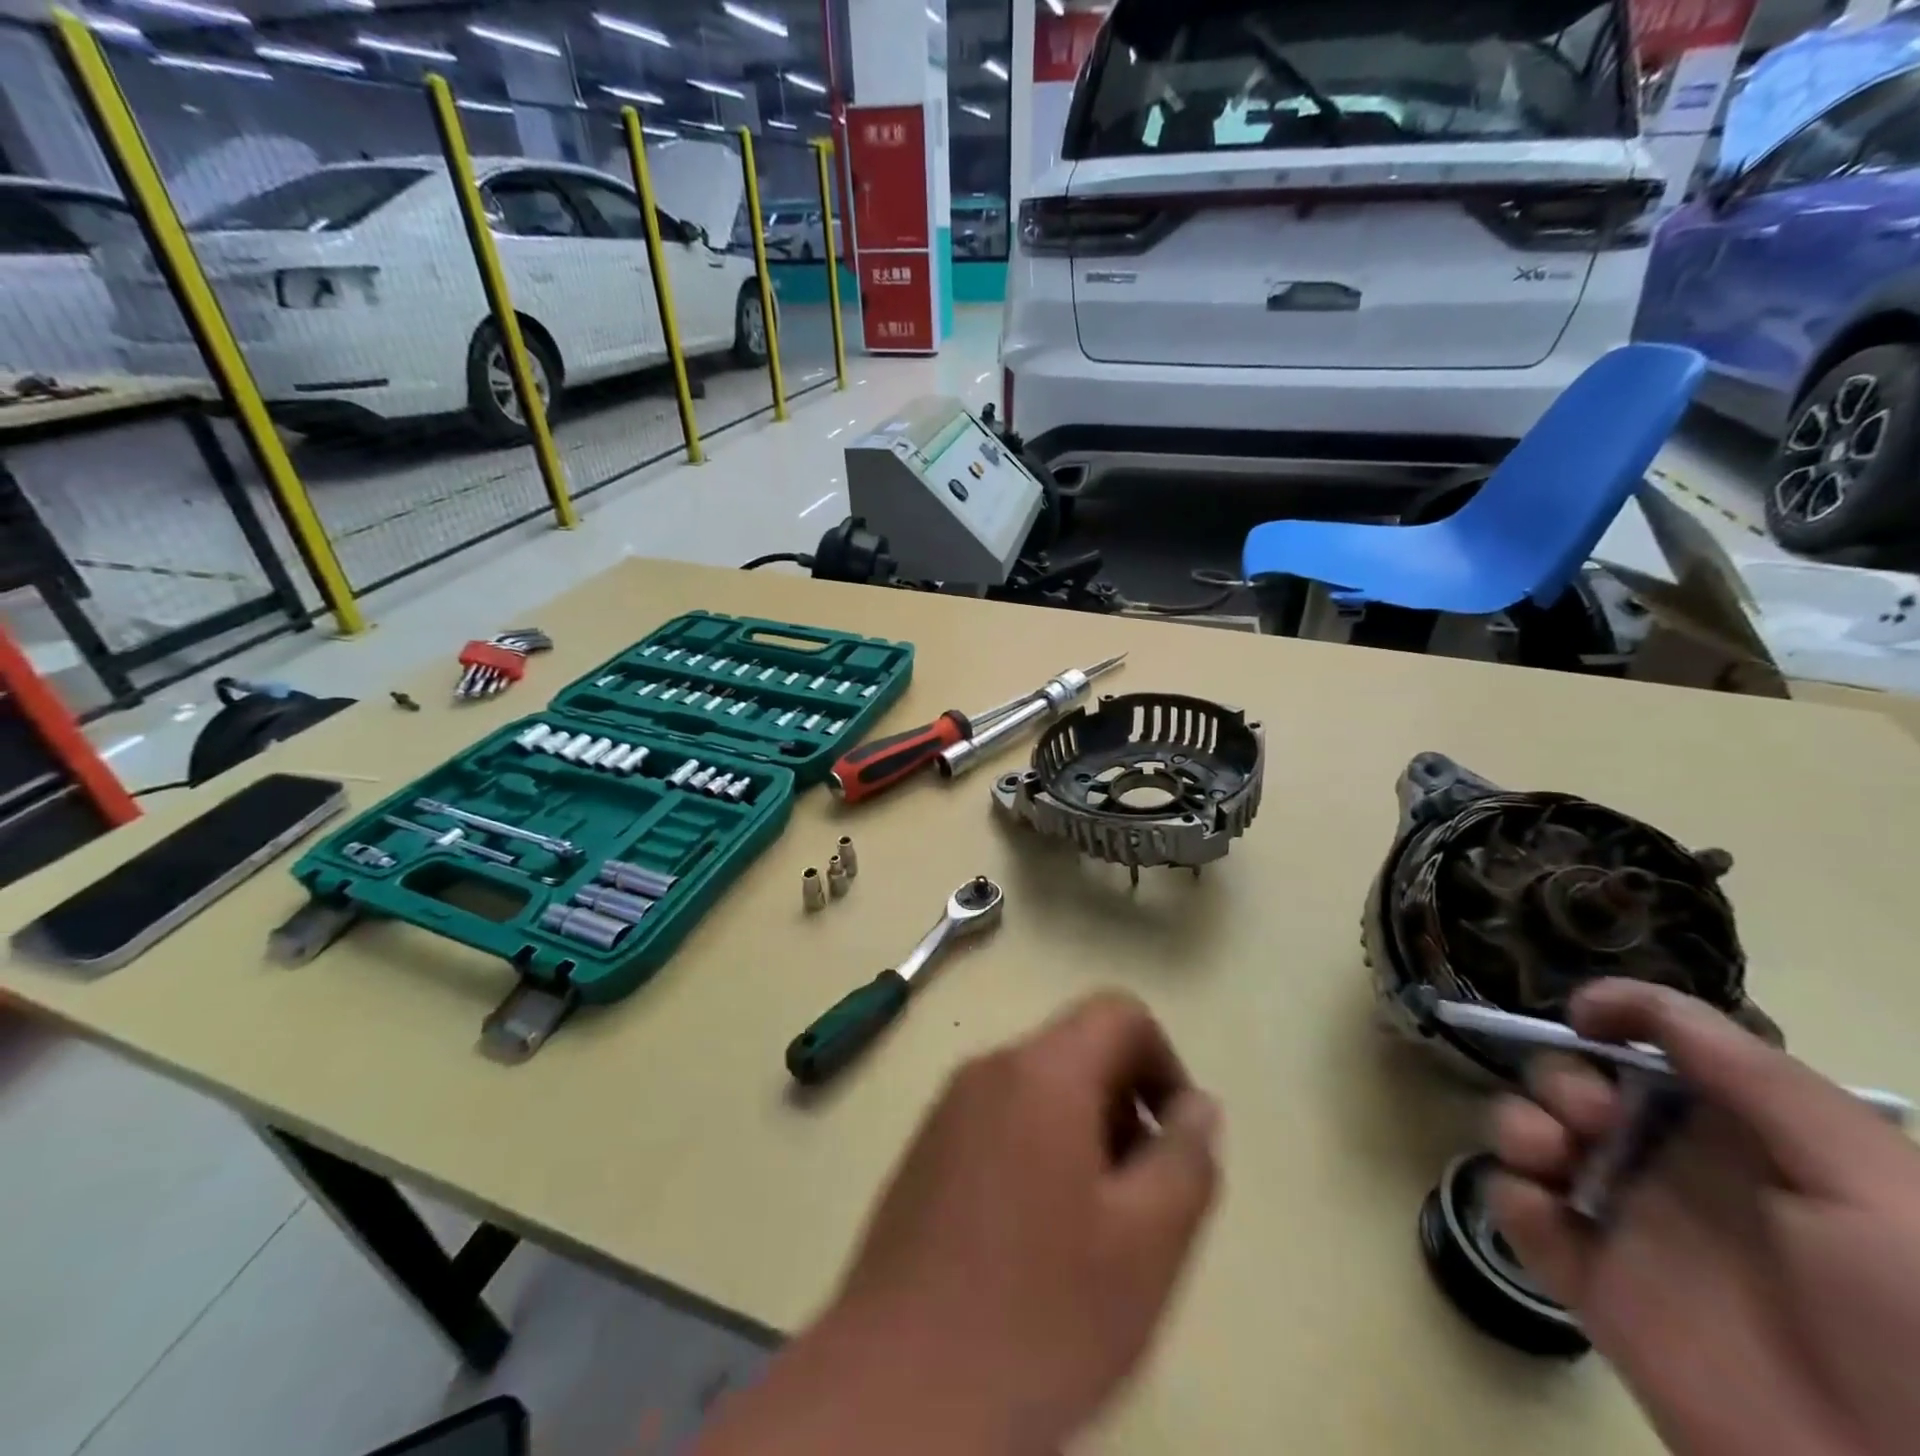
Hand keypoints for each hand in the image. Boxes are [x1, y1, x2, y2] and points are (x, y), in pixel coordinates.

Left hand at [693, 993, 1220, 1455]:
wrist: (896, 1393)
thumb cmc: (1039, 1313)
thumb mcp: (1146, 1245)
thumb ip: (1186, 1159)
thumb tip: (1197, 1106)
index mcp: (1040, 1071)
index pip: (1118, 1012)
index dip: (1164, 1063)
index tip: (1173, 1143)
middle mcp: (987, 1070)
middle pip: (1078, 1050)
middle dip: (1124, 1109)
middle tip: (1140, 1203)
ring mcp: (946, 1110)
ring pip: (1039, 1091)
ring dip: (1083, 1138)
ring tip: (1092, 1234)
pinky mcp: (923, 1153)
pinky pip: (999, 1124)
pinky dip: (1037, 1156)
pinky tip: (1035, 1246)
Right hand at [1491, 979, 1919, 1455]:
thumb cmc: (1913, 1321)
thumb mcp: (1872, 1182)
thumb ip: (1755, 1077)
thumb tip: (1629, 1004)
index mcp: (1742, 1135)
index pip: (1656, 1046)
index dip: (1615, 1013)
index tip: (1585, 1016)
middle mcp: (1673, 1164)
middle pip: (1576, 1080)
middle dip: (1560, 1077)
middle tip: (1590, 1117)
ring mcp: (1624, 1221)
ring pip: (1531, 1133)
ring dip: (1518, 1122)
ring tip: (1547, 1155)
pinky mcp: (1586, 1278)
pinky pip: (1516, 1210)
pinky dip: (1509, 1194)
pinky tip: (1543, 1214)